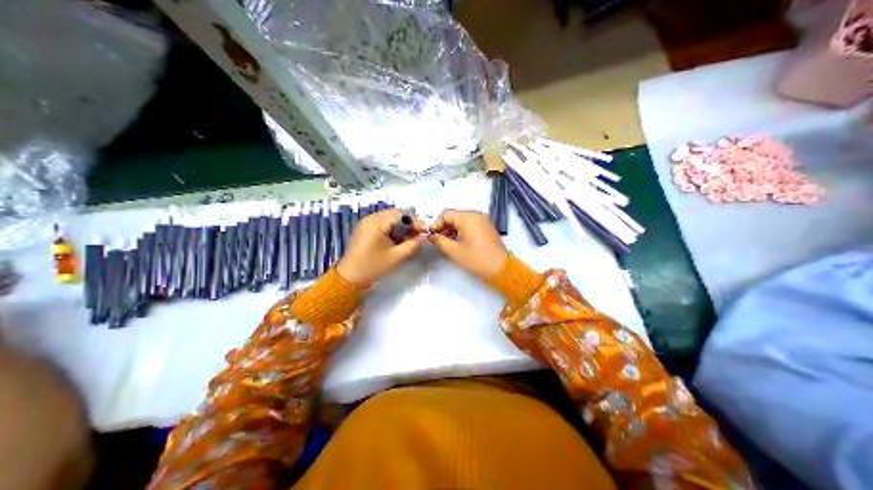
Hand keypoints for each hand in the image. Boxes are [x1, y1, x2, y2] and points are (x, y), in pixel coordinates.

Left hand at [335, 209, 428, 287]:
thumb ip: (412, 245)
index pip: (400, 215)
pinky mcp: (365, 230)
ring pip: (389, 219)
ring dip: (400, 227)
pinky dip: (392, 230)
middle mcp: (370, 218)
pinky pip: (382, 224)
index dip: (415, 222)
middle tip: (418, 236)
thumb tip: (424, 236)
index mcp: (376, 223)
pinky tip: (397, 240)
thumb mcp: (397, 257)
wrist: (350, 278)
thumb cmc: (373, 266)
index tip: (425, 232)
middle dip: (408, 224)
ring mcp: (366, 223)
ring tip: (409, 239)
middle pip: (395, 215)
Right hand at [428, 209, 508, 280]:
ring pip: (462, 223)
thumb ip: (439, 241)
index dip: (436, 225)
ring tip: (445, 246)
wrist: (501, 269)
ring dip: (452, 232)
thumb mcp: (454, 251)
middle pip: (454, 218)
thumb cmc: (476, 259)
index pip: (447, 215)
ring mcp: (483, 222)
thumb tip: (430, 235)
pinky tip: (456, 245)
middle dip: (444, 229)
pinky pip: (470, 227)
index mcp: (469, 218)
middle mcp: (476, 216)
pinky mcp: (486, 229)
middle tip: (436, 243)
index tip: (429, 236)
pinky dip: (461, 234)